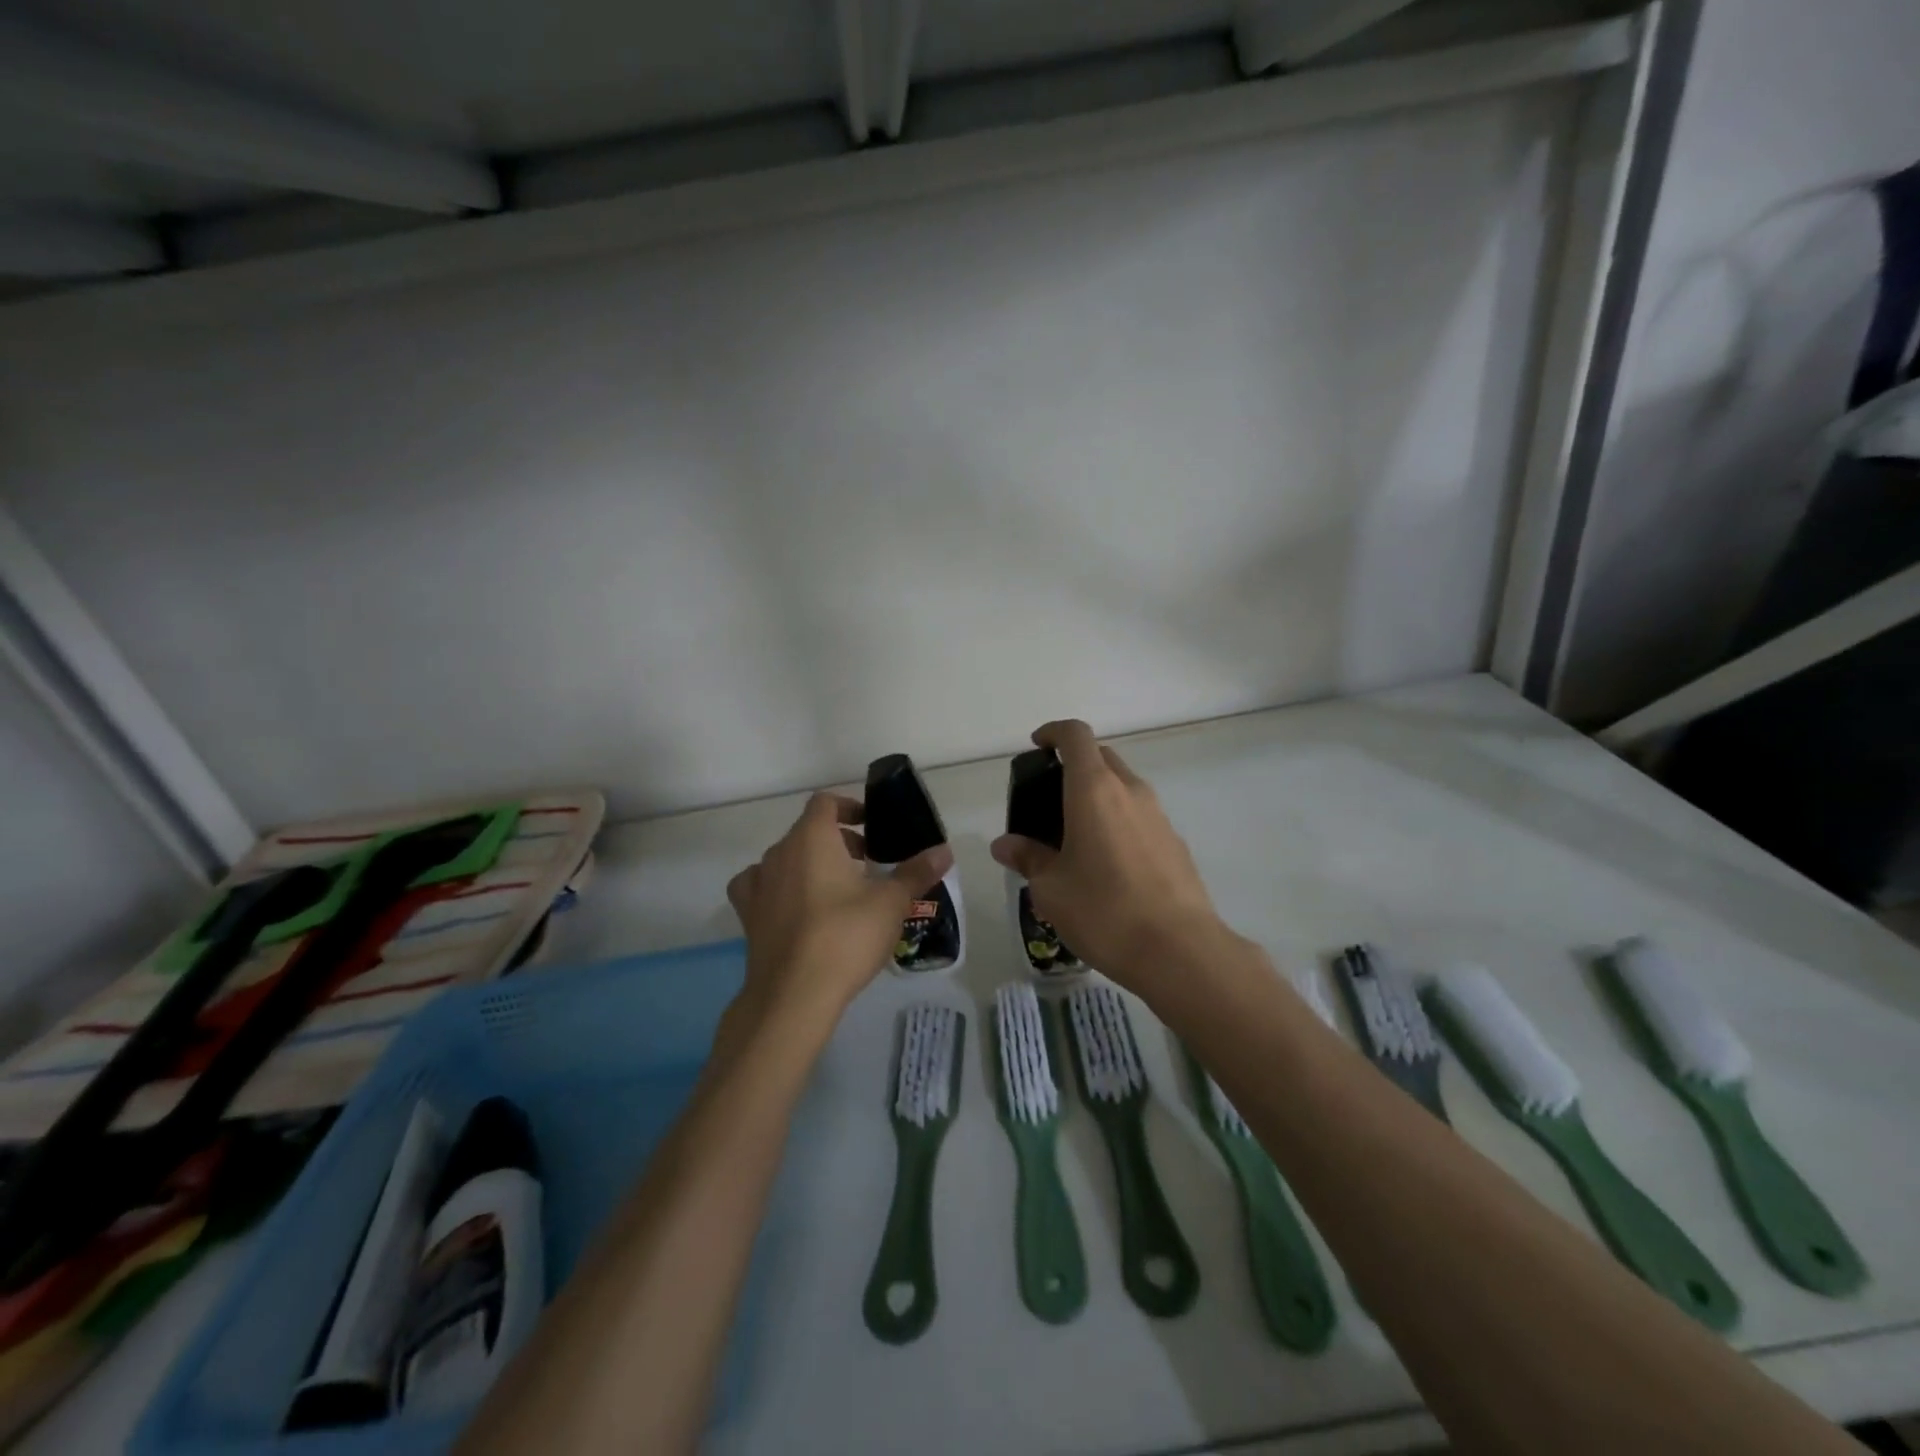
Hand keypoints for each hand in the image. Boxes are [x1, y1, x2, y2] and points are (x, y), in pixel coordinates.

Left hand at [725, 792, 953, 1036]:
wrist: (794, 995)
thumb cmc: (845, 937)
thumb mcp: (891, 903)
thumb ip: (916, 872)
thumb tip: (944, 850)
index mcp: (812, 838)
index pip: (825, 802)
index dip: (850, 806)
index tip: (872, 825)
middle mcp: (779, 853)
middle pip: (808, 831)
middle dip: (839, 840)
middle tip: (869, 864)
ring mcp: (759, 884)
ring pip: (786, 858)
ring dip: (811, 864)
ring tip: (838, 889)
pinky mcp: (748, 915)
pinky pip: (761, 887)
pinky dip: (779, 888)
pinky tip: (795, 906)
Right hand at [991, 720, 1232, 990]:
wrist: (1180, 951)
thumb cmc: (1104, 911)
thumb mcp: (1051, 889)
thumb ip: (1027, 858)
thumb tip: (1005, 845)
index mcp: (1095, 790)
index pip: (1076, 736)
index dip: (1054, 732)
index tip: (1037, 746)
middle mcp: (1130, 791)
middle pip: (1101, 757)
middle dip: (1074, 765)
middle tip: (1049, 799)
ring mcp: (1159, 816)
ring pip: (1123, 787)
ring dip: (1098, 796)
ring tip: (1074, 837)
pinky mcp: (1175, 843)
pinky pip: (1140, 816)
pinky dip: (1118, 822)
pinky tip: (1107, 865)